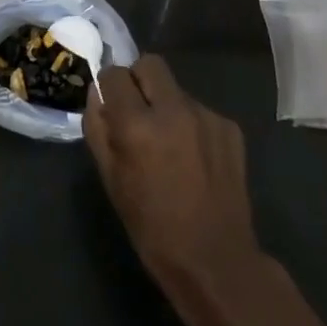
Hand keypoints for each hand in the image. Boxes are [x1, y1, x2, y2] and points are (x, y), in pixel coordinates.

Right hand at [85, 55, 268, 320]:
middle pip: (150, 64)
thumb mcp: (111, 181)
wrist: (216, 261)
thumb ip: (98, 129)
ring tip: (169, 144)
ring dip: (165, 105)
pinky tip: (193, 158)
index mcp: (138, 125)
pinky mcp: (229, 127)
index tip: (110, 106)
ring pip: (176, 89)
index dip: (108, 87)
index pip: (115, 74)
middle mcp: (173, 109)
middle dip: (138, 80)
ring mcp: (206, 115)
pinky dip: (190, 124)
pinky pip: (199, 110)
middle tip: (137, 112)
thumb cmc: (153, 228)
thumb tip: (96, 94)